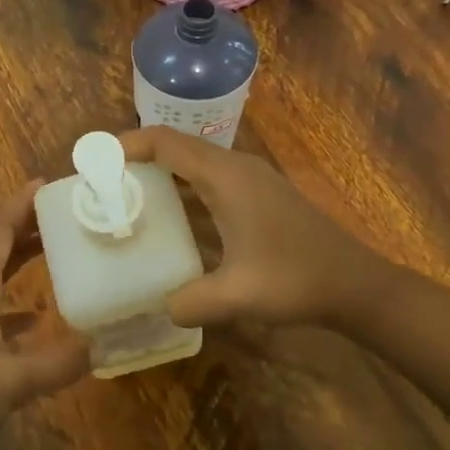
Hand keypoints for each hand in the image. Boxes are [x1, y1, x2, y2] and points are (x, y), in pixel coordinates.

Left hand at [0, 180, 88, 449]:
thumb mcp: (11, 384)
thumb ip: (57, 363)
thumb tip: (99, 345)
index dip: (20, 204)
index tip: (47, 184)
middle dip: (25, 227)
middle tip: (64, 215)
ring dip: (19, 260)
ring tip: (56, 252)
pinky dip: (11, 300)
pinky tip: (34, 318)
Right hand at [119, 126, 382, 330]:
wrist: (356, 285)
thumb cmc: (297, 280)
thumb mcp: (238, 295)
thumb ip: (189, 302)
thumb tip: (160, 307)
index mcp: (226, 177)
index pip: (165, 142)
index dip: (126, 145)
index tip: (94, 163)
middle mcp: (235, 168)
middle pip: (175, 148)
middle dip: (136, 161)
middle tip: (102, 187)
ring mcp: (249, 181)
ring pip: (192, 165)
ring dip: (159, 177)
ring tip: (125, 202)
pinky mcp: (257, 198)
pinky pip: (207, 183)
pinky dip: (181, 193)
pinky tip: (168, 223)